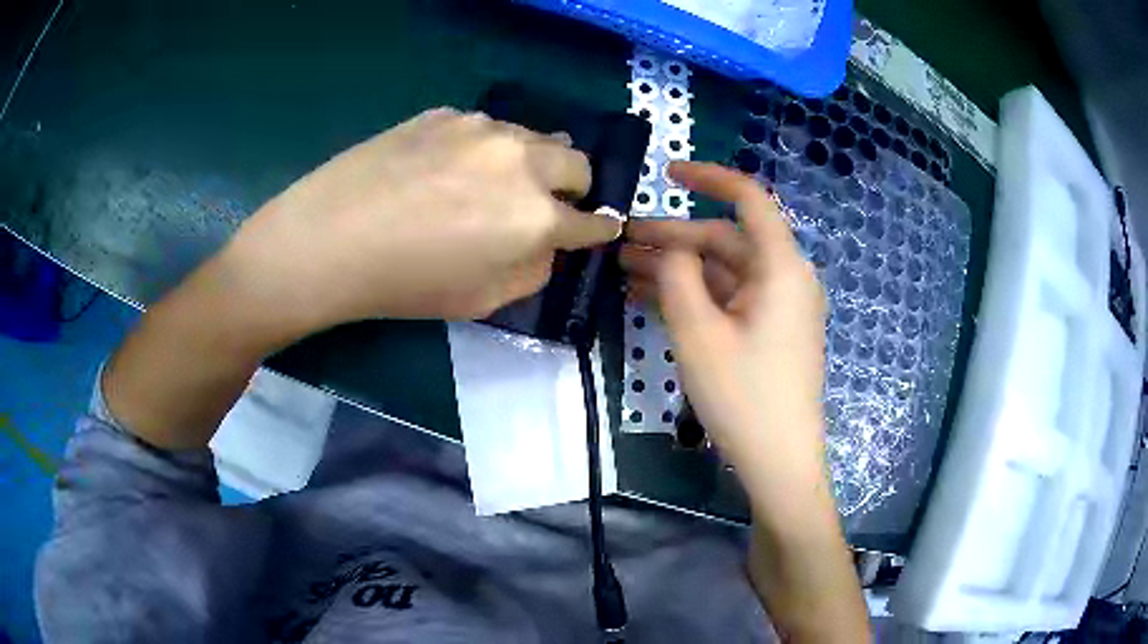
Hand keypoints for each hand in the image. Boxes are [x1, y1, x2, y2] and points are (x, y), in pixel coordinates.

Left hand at [211, 107, 619, 337]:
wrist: (329, 239)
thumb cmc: (405, 283)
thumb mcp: (482, 301)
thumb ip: (533, 271)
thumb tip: (549, 244)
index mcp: (536, 216)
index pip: (593, 221)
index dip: (599, 229)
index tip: (599, 230)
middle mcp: (522, 160)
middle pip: (577, 163)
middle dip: (572, 188)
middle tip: (543, 206)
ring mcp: (483, 128)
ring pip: (533, 138)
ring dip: (530, 162)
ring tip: (490, 183)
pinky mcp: (446, 113)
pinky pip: (486, 128)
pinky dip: (485, 148)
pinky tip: (445, 168)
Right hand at [621, 162, 826, 481]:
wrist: (779, 462)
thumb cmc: (743, 396)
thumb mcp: (698, 333)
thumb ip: (678, 277)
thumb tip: (669, 249)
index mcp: (781, 267)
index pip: (749, 199)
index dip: (709, 178)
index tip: (667, 173)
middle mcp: (786, 278)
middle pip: (727, 240)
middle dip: (673, 238)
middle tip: (621, 242)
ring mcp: (778, 308)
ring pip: (723, 272)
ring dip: (678, 269)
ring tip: (623, 270)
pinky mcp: (769, 332)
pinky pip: (729, 300)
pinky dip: (694, 296)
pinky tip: (651, 299)